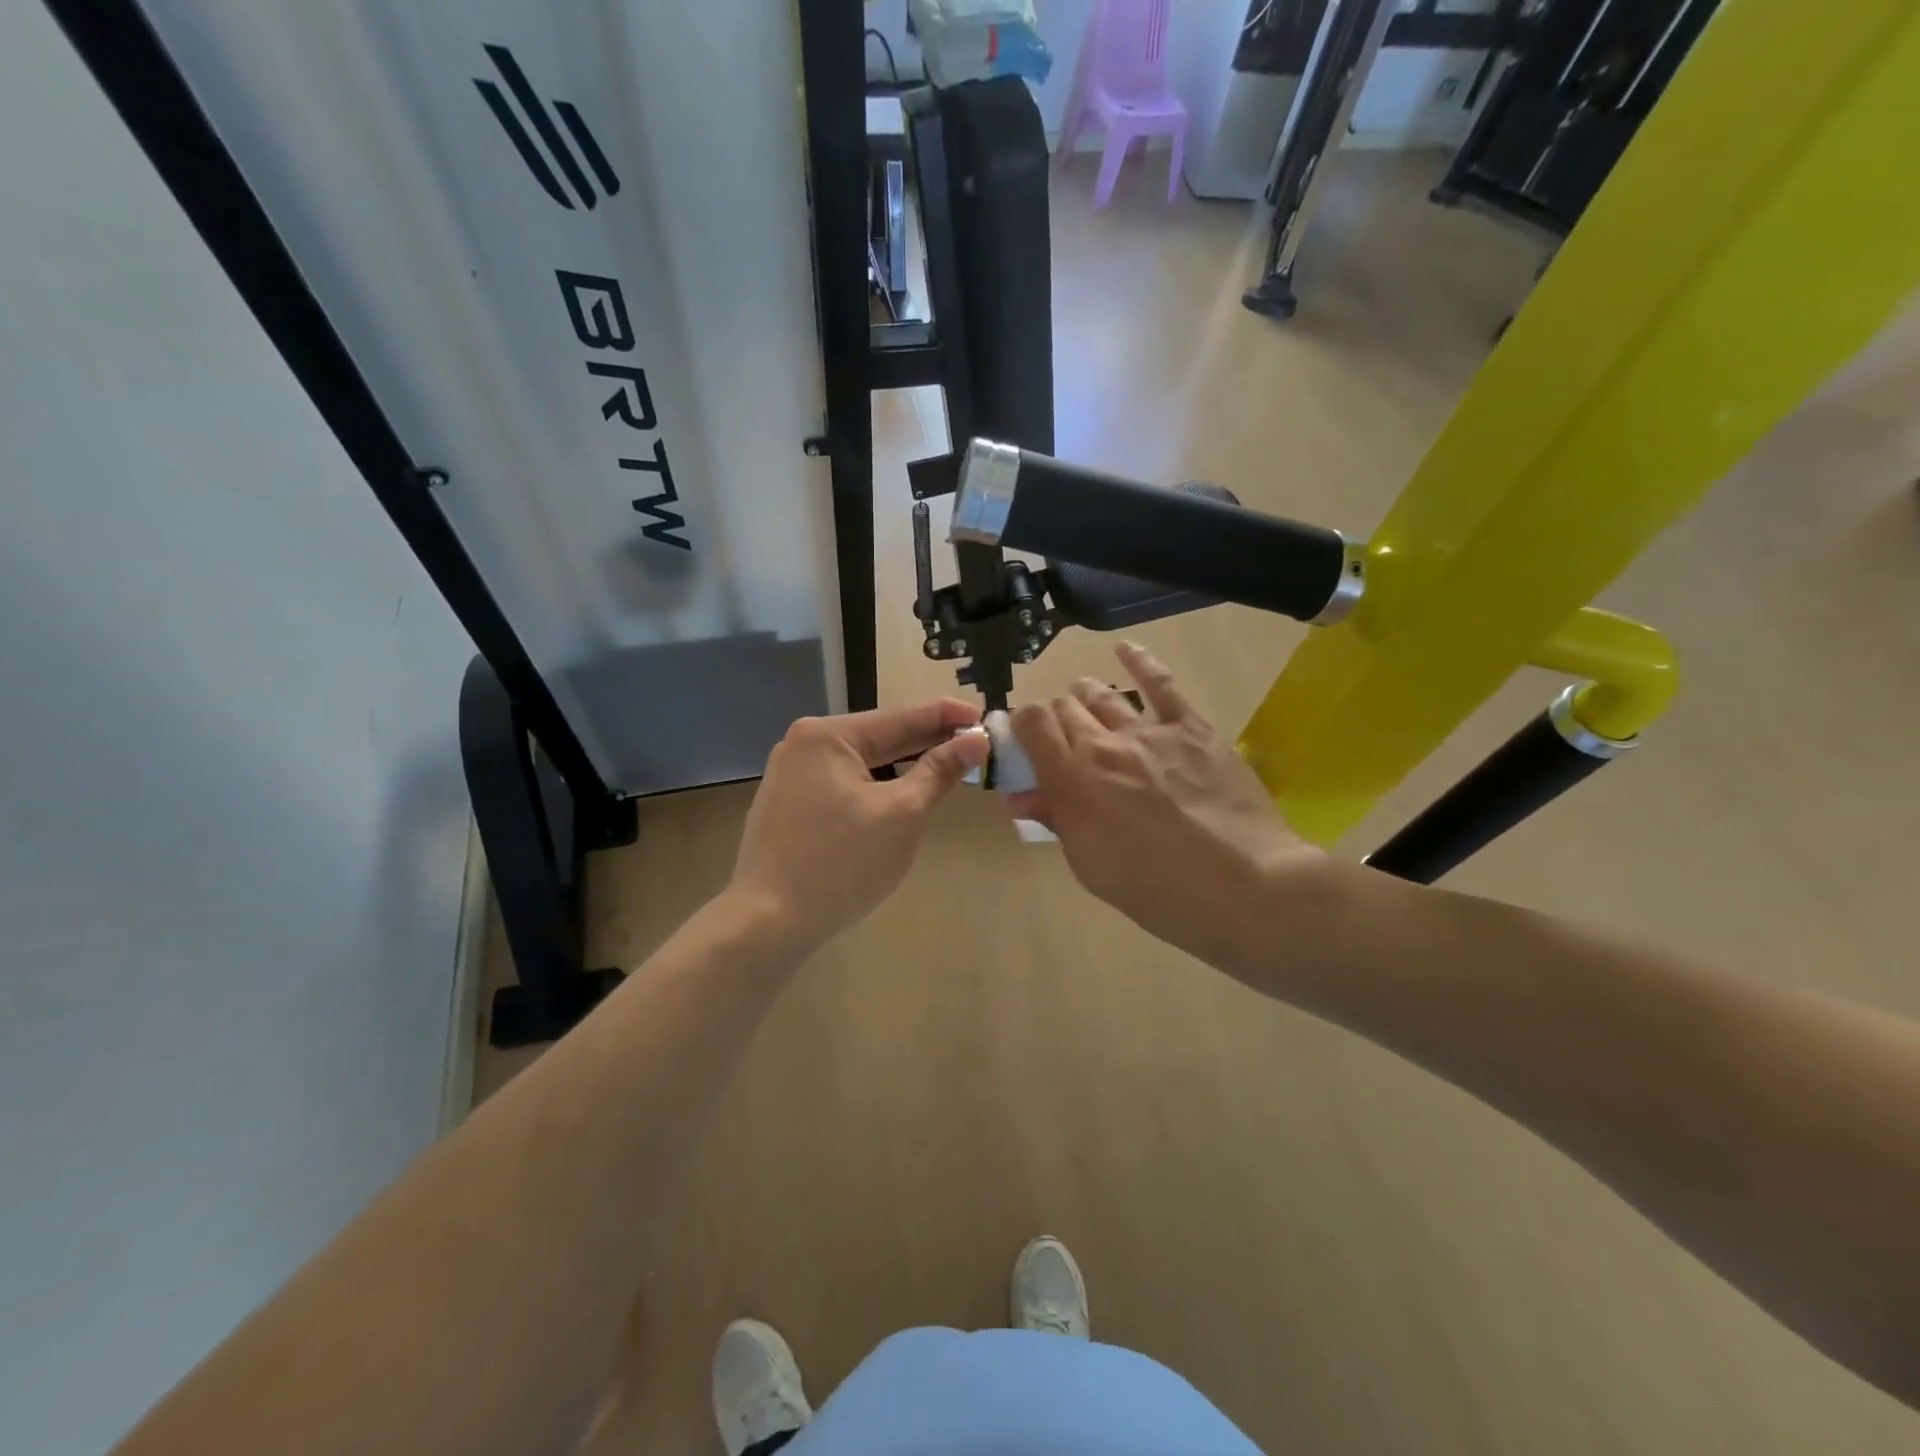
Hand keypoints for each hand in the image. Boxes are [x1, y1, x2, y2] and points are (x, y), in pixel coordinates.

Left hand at [730, 700, 989, 951]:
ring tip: (947, 764)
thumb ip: (939, 771)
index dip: (947, 716)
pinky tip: (902, 791)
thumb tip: (975, 740)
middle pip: (880, 736)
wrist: (768, 923)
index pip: (902, 717)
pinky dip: (877, 783)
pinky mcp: (789, 804)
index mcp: (828, 735)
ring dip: (904, 763)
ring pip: (862, 761)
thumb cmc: (842, 863)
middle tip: (975, 742)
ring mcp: (791, 774)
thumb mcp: (902, 813)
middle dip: (928, 740)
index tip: (985, 716)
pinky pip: (844, 782)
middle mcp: (804, 744)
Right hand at [1008, 643, 1320, 970]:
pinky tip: (1124, 649)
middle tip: (1064, 742)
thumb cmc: (1158, 891)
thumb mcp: (1090, 866)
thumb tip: (1023, 795)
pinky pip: (1160, 683)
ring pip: (1102, 695)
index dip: (1022, 726)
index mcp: (1072, 780)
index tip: (1026, 742)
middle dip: (1056, 720)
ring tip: (1085, 702)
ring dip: (1086, 697)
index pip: (1031, 723)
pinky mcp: (1192, 728)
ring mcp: (1150, 732)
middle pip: (1064, 707)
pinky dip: (1138, 661)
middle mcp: (1103, 745)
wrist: (1244, 888)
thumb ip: (1056, 820)